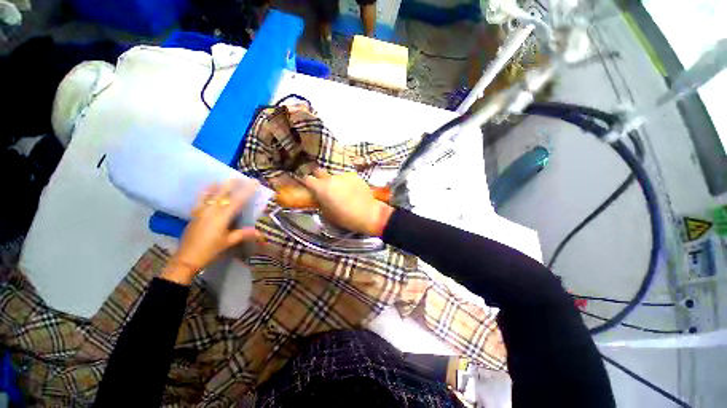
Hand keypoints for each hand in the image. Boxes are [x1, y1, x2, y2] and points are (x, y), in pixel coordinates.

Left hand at [161, 179, 262, 284]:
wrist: (186, 258)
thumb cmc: (210, 250)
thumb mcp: (228, 242)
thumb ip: (243, 234)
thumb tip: (260, 232)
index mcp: (222, 217)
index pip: (237, 201)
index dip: (247, 191)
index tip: (254, 182)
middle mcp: (211, 211)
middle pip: (222, 194)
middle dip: (231, 185)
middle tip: (239, 177)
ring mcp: (201, 212)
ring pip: (210, 195)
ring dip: (218, 186)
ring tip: (223, 179)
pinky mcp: (195, 215)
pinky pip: (200, 200)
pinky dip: (205, 193)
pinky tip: (207, 189)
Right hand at [302, 170, 393, 236]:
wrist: (368, 213)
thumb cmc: (345, 217)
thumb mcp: (327, 214)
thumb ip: (320, 201)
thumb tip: (319, 196)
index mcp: (321, 188)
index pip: (307, 178)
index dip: (306, 182)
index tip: (309, 186)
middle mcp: (331, 178)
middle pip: (319, 171)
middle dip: (318, 177)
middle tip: (322, 186)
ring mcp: (344, 175)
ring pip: (334, 175)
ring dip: (334, 181)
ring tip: (340, 190)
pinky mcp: (354, 175)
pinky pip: (346, 177)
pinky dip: (345, 182)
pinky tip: (351, 190)